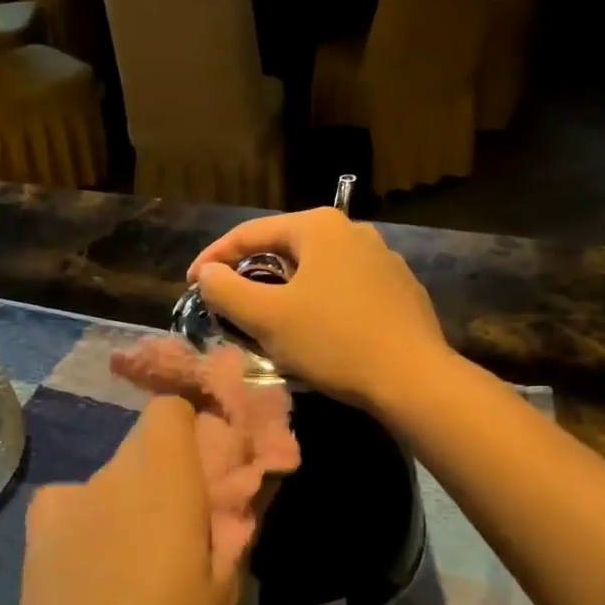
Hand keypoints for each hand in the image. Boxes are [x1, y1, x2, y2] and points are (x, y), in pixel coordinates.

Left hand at [8, 399, 235, 604]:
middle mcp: (109, 476)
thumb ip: (233, 525)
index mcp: (162, 482)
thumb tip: (240, 487)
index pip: (169, 410)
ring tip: (140, 562)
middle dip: (169, 469)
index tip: (212, 463)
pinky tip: (96, 571)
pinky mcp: (35, 533)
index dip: (194, 425)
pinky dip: (93, 519)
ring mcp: (64, 502)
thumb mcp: (224, 592)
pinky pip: (76, 504)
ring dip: (132, 499)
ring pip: (112, 477)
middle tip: (187, 522)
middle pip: (143, 443)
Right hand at [187, 208, 447, 413]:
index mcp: (319, 226)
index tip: (191, 285)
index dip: (213, 258)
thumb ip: (226, 290)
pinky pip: (343, 289)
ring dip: (284, 291)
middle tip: (228, 304)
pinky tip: (316, 331)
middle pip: (284, 249)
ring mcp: (382, 259)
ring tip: (267, 320)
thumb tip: (208, 273)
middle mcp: (353, 231)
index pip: (250, 233)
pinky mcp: (399, 289)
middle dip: (251, 275)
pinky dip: (318, 304)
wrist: (413, 378)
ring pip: (315, 271)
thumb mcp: (267, 317)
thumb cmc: (333, 341)